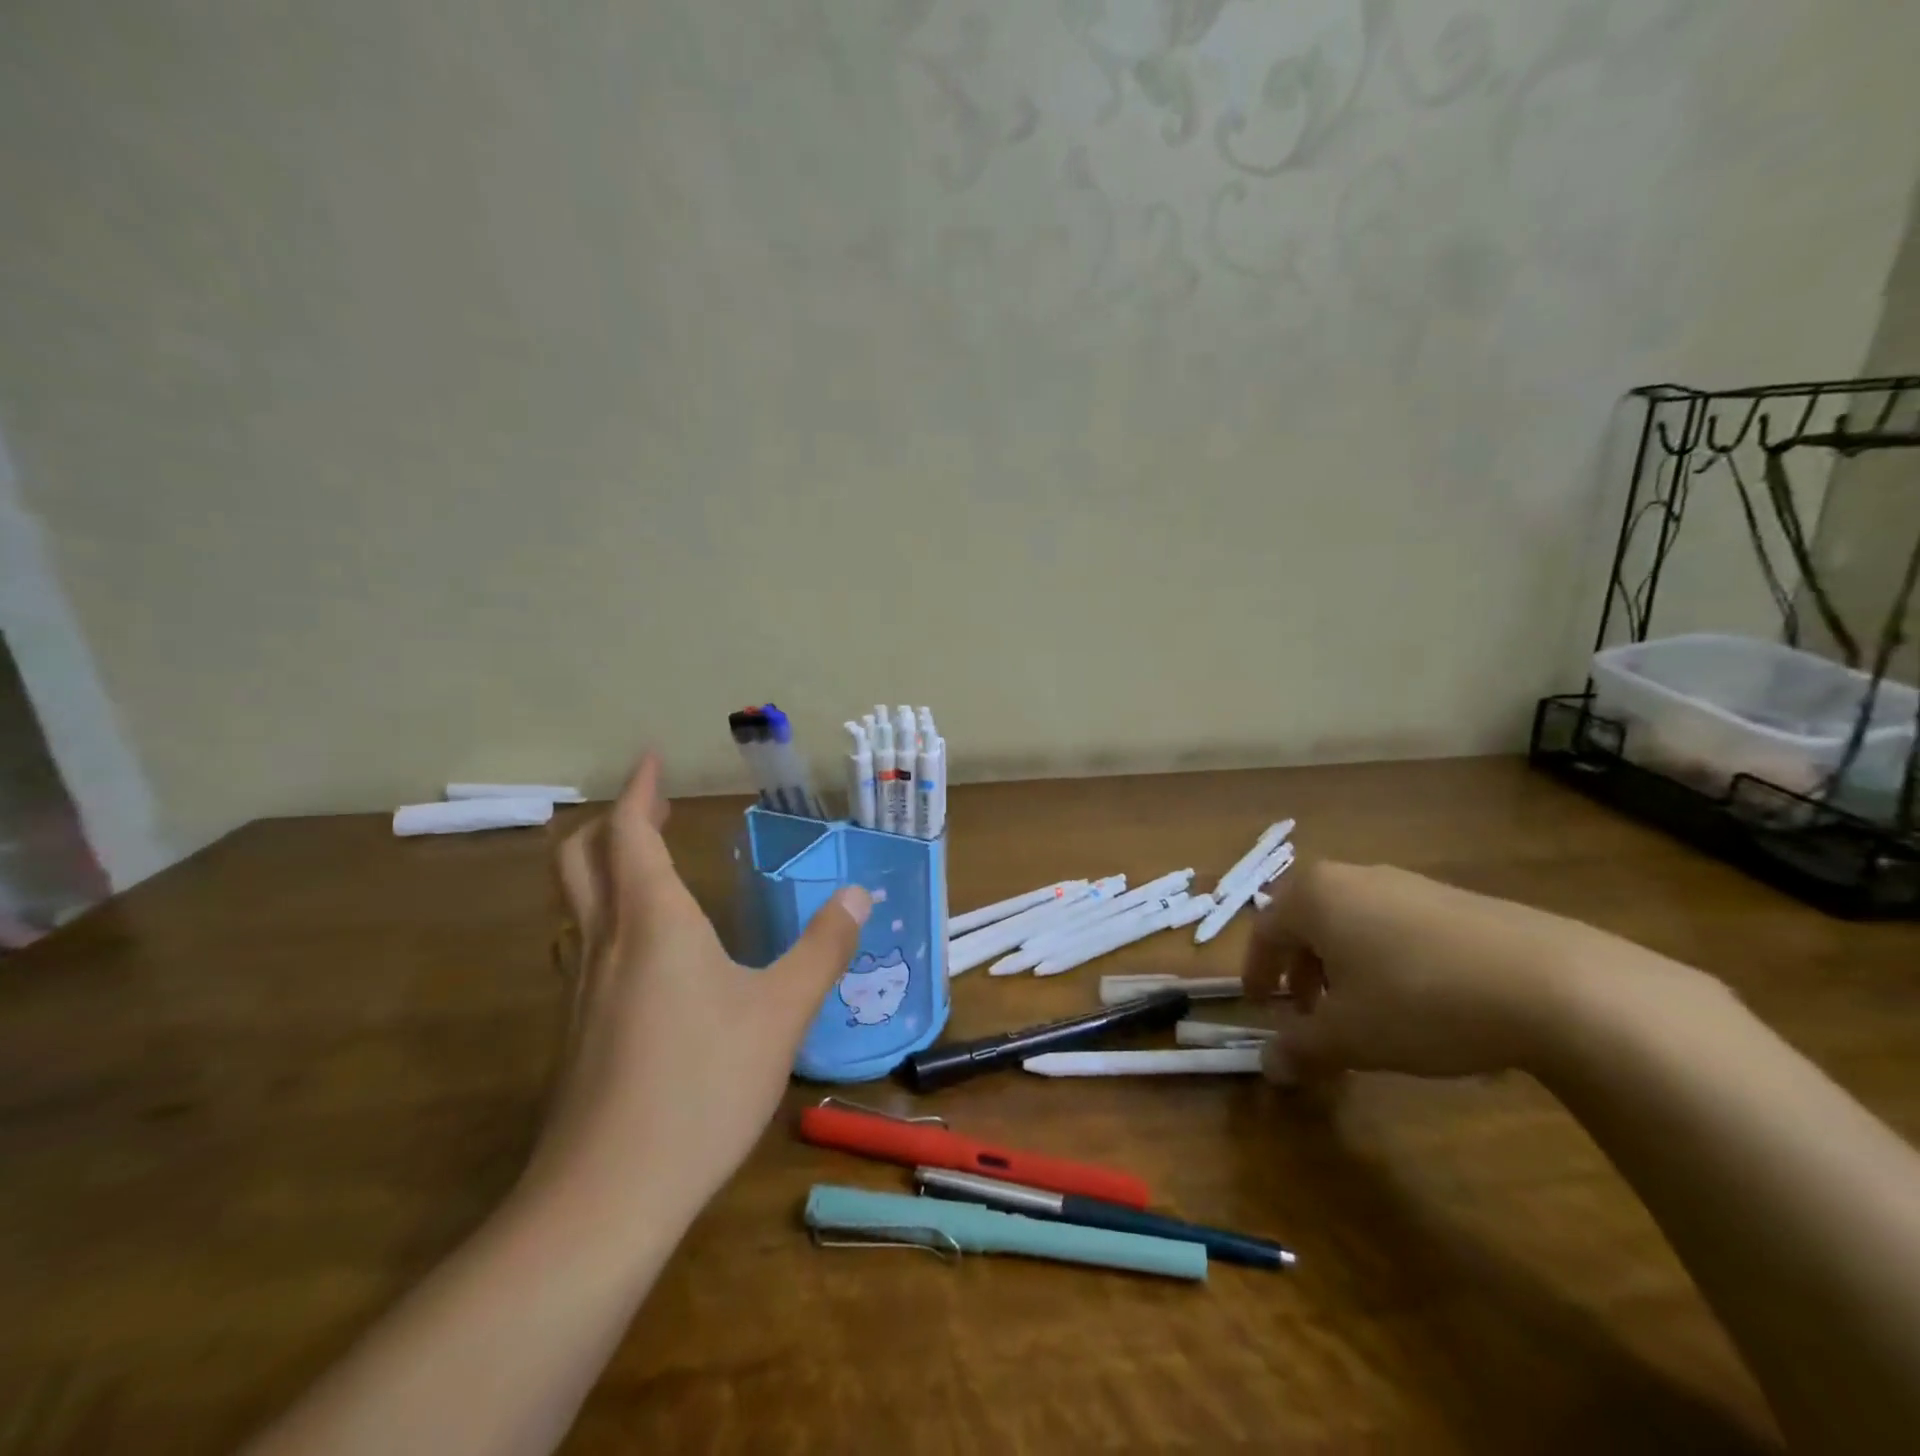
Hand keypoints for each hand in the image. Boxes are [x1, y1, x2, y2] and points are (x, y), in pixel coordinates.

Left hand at [528, 754, 869, 1221]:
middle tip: (650, 807)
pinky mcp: (573, 1030)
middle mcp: (605, 941)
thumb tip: (859, 892)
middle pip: (580, 858)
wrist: (606, 1197)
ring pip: (573, 904)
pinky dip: (602, 916)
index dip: (638, 790)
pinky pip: (579, 946)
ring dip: (599, 867)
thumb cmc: (702, 1085)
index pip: (629, 832)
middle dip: (612, 821)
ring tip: (642, 865)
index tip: (651, 759)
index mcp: (653, 921)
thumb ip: (824, 947)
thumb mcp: (783, 1011)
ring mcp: (579, 988)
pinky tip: (639, 950)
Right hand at [1242, 860, 1639, 1084]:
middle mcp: (1353, 877)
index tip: (1259, 1005)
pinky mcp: (1455, 899)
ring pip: (1353, 923)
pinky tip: (1418, 1002)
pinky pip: (1397, 926)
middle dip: (1301, 970)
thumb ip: (1301, 1048)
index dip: (1256, 971)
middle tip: (1309, 1013)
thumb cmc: (1420, 1002)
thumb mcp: (1350, 1036)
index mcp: (1314, 896)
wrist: (1553, 984)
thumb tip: (1268, 1066)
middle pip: (1308, 922)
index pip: (1265, 930)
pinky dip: (1385, 960)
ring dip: (1343, 966)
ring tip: (1363, 1012)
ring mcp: (1408, 883)